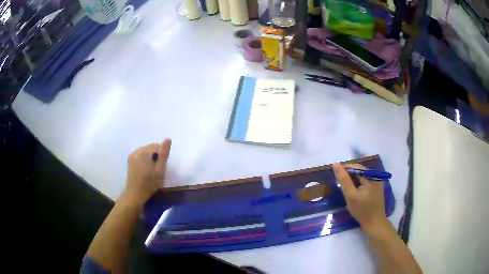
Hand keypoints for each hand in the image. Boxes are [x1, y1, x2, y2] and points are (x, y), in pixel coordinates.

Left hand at [126, 139, 171, 203]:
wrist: (135, 194)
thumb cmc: (150, 183)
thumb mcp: (160, 170)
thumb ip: (164, 154)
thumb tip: (168, 139)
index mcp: (144, 152)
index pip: (156, 146)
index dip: (162, 154)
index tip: (163, 164)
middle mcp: (137, 151)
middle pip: (150, 147)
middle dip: (156, 154)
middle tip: (159, 167)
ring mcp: (132, 155)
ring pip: (145, 150)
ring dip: (150, 156)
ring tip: (153, 168)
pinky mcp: (130, 160)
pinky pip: (140, 154)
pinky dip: (145, 158)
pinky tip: (146, 168)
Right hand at [332, 163, 389, 235]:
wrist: (374, 223)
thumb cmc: (362, 210)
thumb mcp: (350, 195)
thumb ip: (343, 179)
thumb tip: (335, 164)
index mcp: (371, 176)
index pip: (356, 167)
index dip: (345, 169)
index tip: (335, 177)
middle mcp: (376, 176)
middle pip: (360, 171)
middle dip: (349, 175)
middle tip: (339, 184)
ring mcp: (377, 182)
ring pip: (362, 177)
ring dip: (353, 180)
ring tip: (345, 189)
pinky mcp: (376, 189)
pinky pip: (365, 182)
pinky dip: (358, 185)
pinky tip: (354, 192)